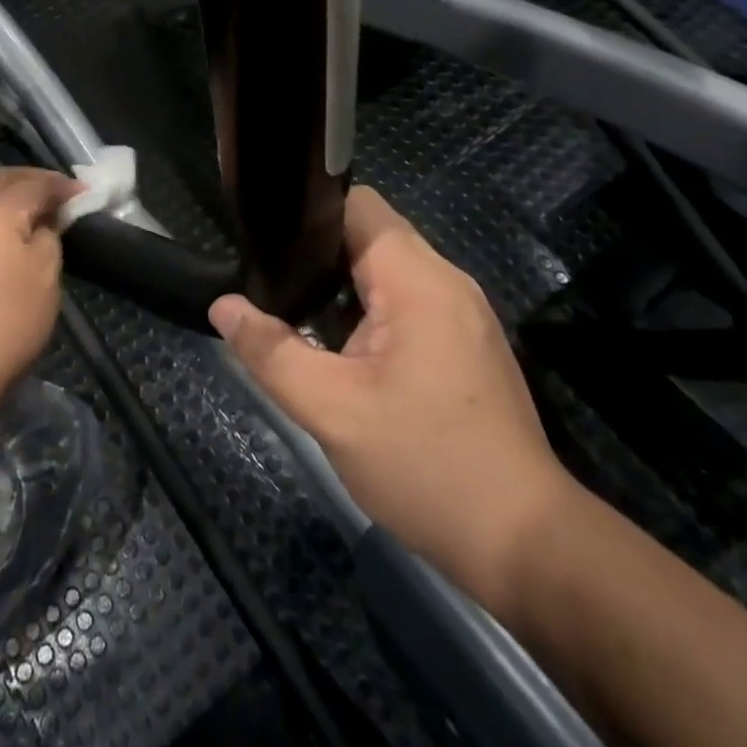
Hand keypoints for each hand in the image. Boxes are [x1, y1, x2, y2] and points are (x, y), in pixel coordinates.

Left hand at [0, 168, 81, 423]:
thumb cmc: (5, 323)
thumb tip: (42, 223)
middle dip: (31, 182)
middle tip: (58, 196)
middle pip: (0, 181)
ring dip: (6, 201)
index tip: (84, 194)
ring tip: (30, 219)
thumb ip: (49, 236)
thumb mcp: (46, 277)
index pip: (34, 182)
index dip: (62, 185)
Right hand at [210, 186, 582, 624]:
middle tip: (267, 285)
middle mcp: (445, 280)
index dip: (306, 213)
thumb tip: (222, 305)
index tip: (264, 240)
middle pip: (369, 234)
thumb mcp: (331, 410)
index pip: (356, 204)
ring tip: (292, 312)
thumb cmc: (426, 466)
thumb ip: (270, 351)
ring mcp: (460, 311)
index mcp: (417, 279)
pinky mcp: (464, 341)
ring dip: (339, 285)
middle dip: (316, 254)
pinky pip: (405, 300)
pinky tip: (338, 347)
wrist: (524, 543)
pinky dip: (367, 309)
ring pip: (386, 270)